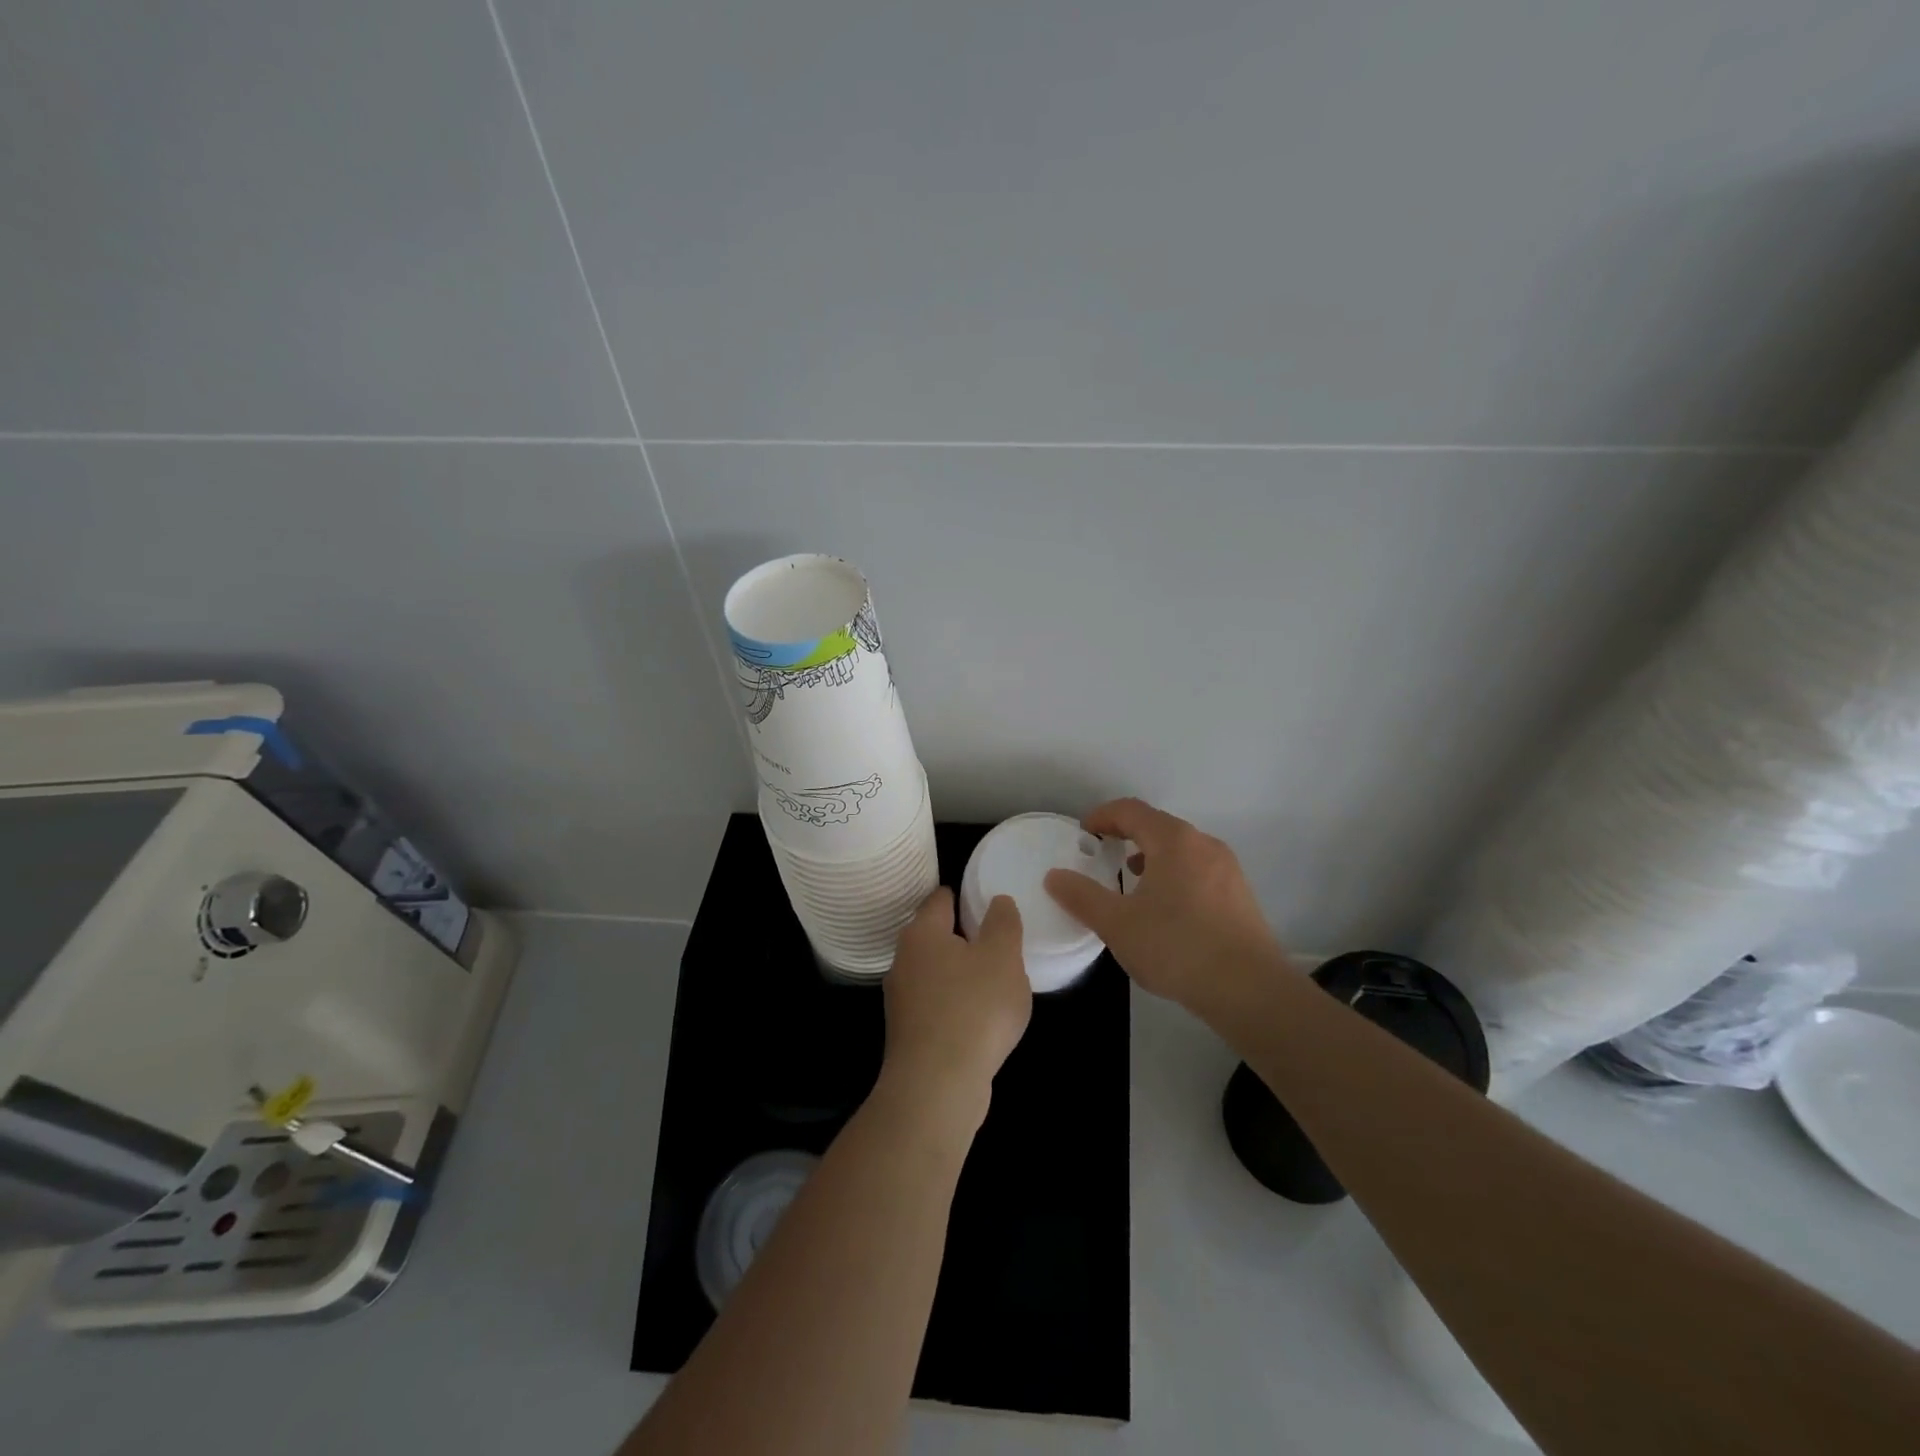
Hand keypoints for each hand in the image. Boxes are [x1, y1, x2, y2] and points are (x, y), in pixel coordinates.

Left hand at [880, 887, 1031, 1122]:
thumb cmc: (973, 1009)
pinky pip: (936, 1006)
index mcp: (922, 933)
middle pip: (935, 936)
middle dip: (963, 937)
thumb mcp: (1003, 956)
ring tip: (994, 982)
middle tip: (998, 943)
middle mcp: (903, 960)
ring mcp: (901, 1000)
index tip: (987, 902)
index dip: (964, 896)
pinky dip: (955, 1005)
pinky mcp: (908, 1034)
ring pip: (935, 973)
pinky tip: (979, 1020)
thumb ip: (1003, 923)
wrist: (937, 1087)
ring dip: (959, 974)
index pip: (940, 899)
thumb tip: (997, 902)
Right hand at [1044, 797, 1289, 1020]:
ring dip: (1151, 857)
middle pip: (1158, 826)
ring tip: (1130, 882)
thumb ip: (1082, 896)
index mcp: (1174, 841)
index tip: (1083, 833)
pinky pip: (1198, 870)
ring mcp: (1227, 870)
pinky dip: (1174, 875)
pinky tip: (1165, 909)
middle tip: (1102, 855)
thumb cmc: (1177, 948)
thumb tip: (1054, 876)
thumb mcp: (1117, 924)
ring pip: (1181, 850)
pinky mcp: (1240, 896)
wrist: (1250, 991)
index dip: (1102, 816)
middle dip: (1126, 836)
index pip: (1131, 811)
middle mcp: (1204, 845)